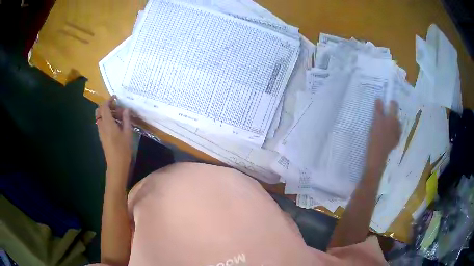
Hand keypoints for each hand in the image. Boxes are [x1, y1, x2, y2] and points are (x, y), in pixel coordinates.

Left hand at [96, 96, 132, 182]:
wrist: (116, 165)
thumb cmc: (123, 149)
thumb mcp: (128, 133)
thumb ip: (126, 119)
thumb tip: (126, 109)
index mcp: (108, 123)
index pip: (104, 107)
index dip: (109, 100)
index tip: (116, 97)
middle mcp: (102, 125)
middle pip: (99, 111)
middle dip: (107, 106)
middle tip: (117, 108)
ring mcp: (100, 131)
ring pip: (100, 117)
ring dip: (107, 113)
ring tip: (118, 116)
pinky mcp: (101, 136)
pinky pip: (101, 123)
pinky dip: (106, 119)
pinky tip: (116, 124)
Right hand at [366, 99, 400, 169]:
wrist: (377, 158)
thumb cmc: (375, 139)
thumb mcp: (375, 122)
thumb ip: (378, 110)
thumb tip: (379, 98)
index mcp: (393, 119)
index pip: (394, 106)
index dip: (390, 103)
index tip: (386, 103)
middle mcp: (397, 126)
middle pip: (395, 116)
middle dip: (390, 114)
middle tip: (383, 115)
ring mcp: (396, 135)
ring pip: (395, 125)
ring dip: (391, 123)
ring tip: (384, 125)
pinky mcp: (394, 143)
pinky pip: (394, 134)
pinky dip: (391, 132)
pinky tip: (386, 135)